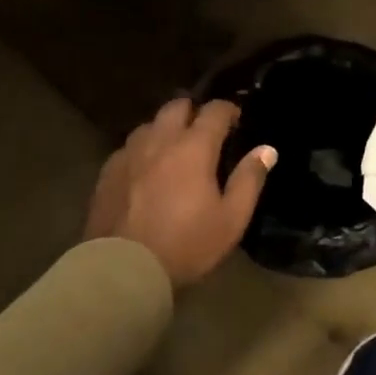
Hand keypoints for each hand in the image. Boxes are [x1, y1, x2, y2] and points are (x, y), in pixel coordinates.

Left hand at [85, 98, 276, 285]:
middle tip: (204, 131)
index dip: (228, 110)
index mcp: (193, 147)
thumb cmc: (185, 244)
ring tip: (173, 149)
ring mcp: (130, 153)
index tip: (236, 119)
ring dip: (165, 129)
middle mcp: (160, 139)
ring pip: (150, 124)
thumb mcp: (231, 219)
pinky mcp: (108, 170)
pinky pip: (129, 147)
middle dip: (193, 111)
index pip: (214, 111)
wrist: (122, 268)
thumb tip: (267, 149)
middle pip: (177, 106)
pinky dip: (142, 150)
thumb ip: (249, 180)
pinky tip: (145, 170)